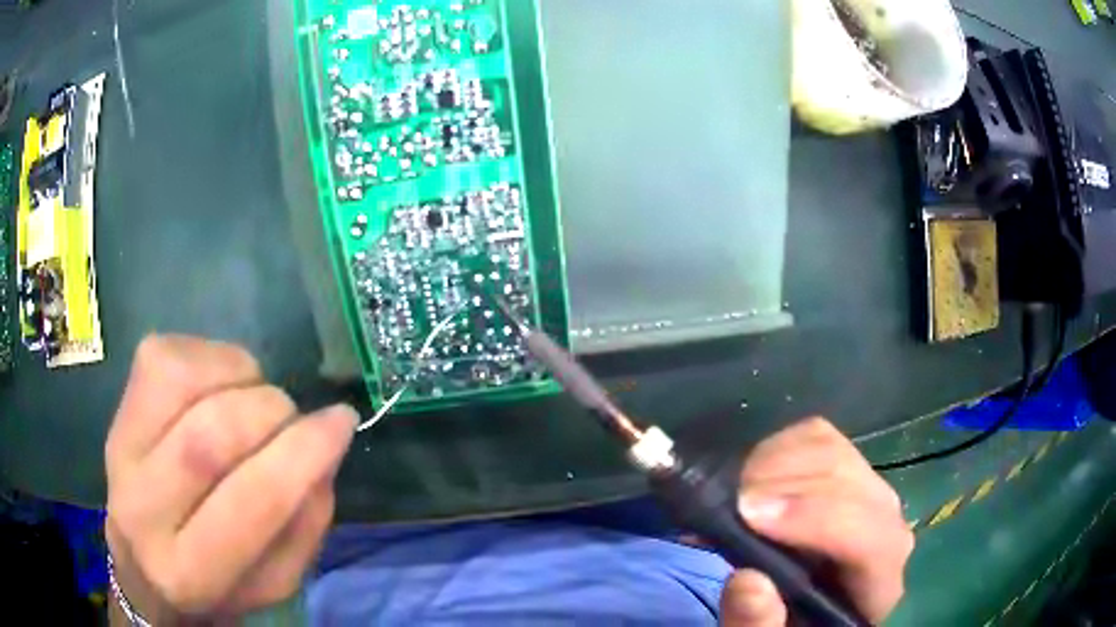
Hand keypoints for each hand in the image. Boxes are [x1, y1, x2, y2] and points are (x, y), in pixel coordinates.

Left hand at [104, 335, 356, 621]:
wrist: (143, 566)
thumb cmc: (217, 581)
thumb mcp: (276, 579)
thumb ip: (304, 522)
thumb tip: (323, 445)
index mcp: (191, 571)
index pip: (251, 501)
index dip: (304, 452)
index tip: (342, 421)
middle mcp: (142, 509)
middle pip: (212, 433)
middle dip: (272, 411)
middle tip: (292, 418)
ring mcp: (120, 448)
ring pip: (183, 380)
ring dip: (240, 377)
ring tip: (253, 399)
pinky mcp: (116, 409)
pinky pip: (165, 355)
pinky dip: (209, 357)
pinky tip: (219, 384)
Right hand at [719, 418, 912, 625]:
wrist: (800, 607)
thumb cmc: (787, 626)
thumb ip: (758, 626)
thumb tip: (747, 580)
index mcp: (879, 584)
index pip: (871, 538)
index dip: (817, 520)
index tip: (749, 515)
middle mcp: (886, 527)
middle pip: (849, 483)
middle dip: (783, 486)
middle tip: (723, 504)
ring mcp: (868, 490)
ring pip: (831, 450)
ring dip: (773, 465)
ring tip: (729, 496)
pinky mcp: (844, 467)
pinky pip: (814, 436)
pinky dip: (775, 450)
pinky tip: (749, 481)